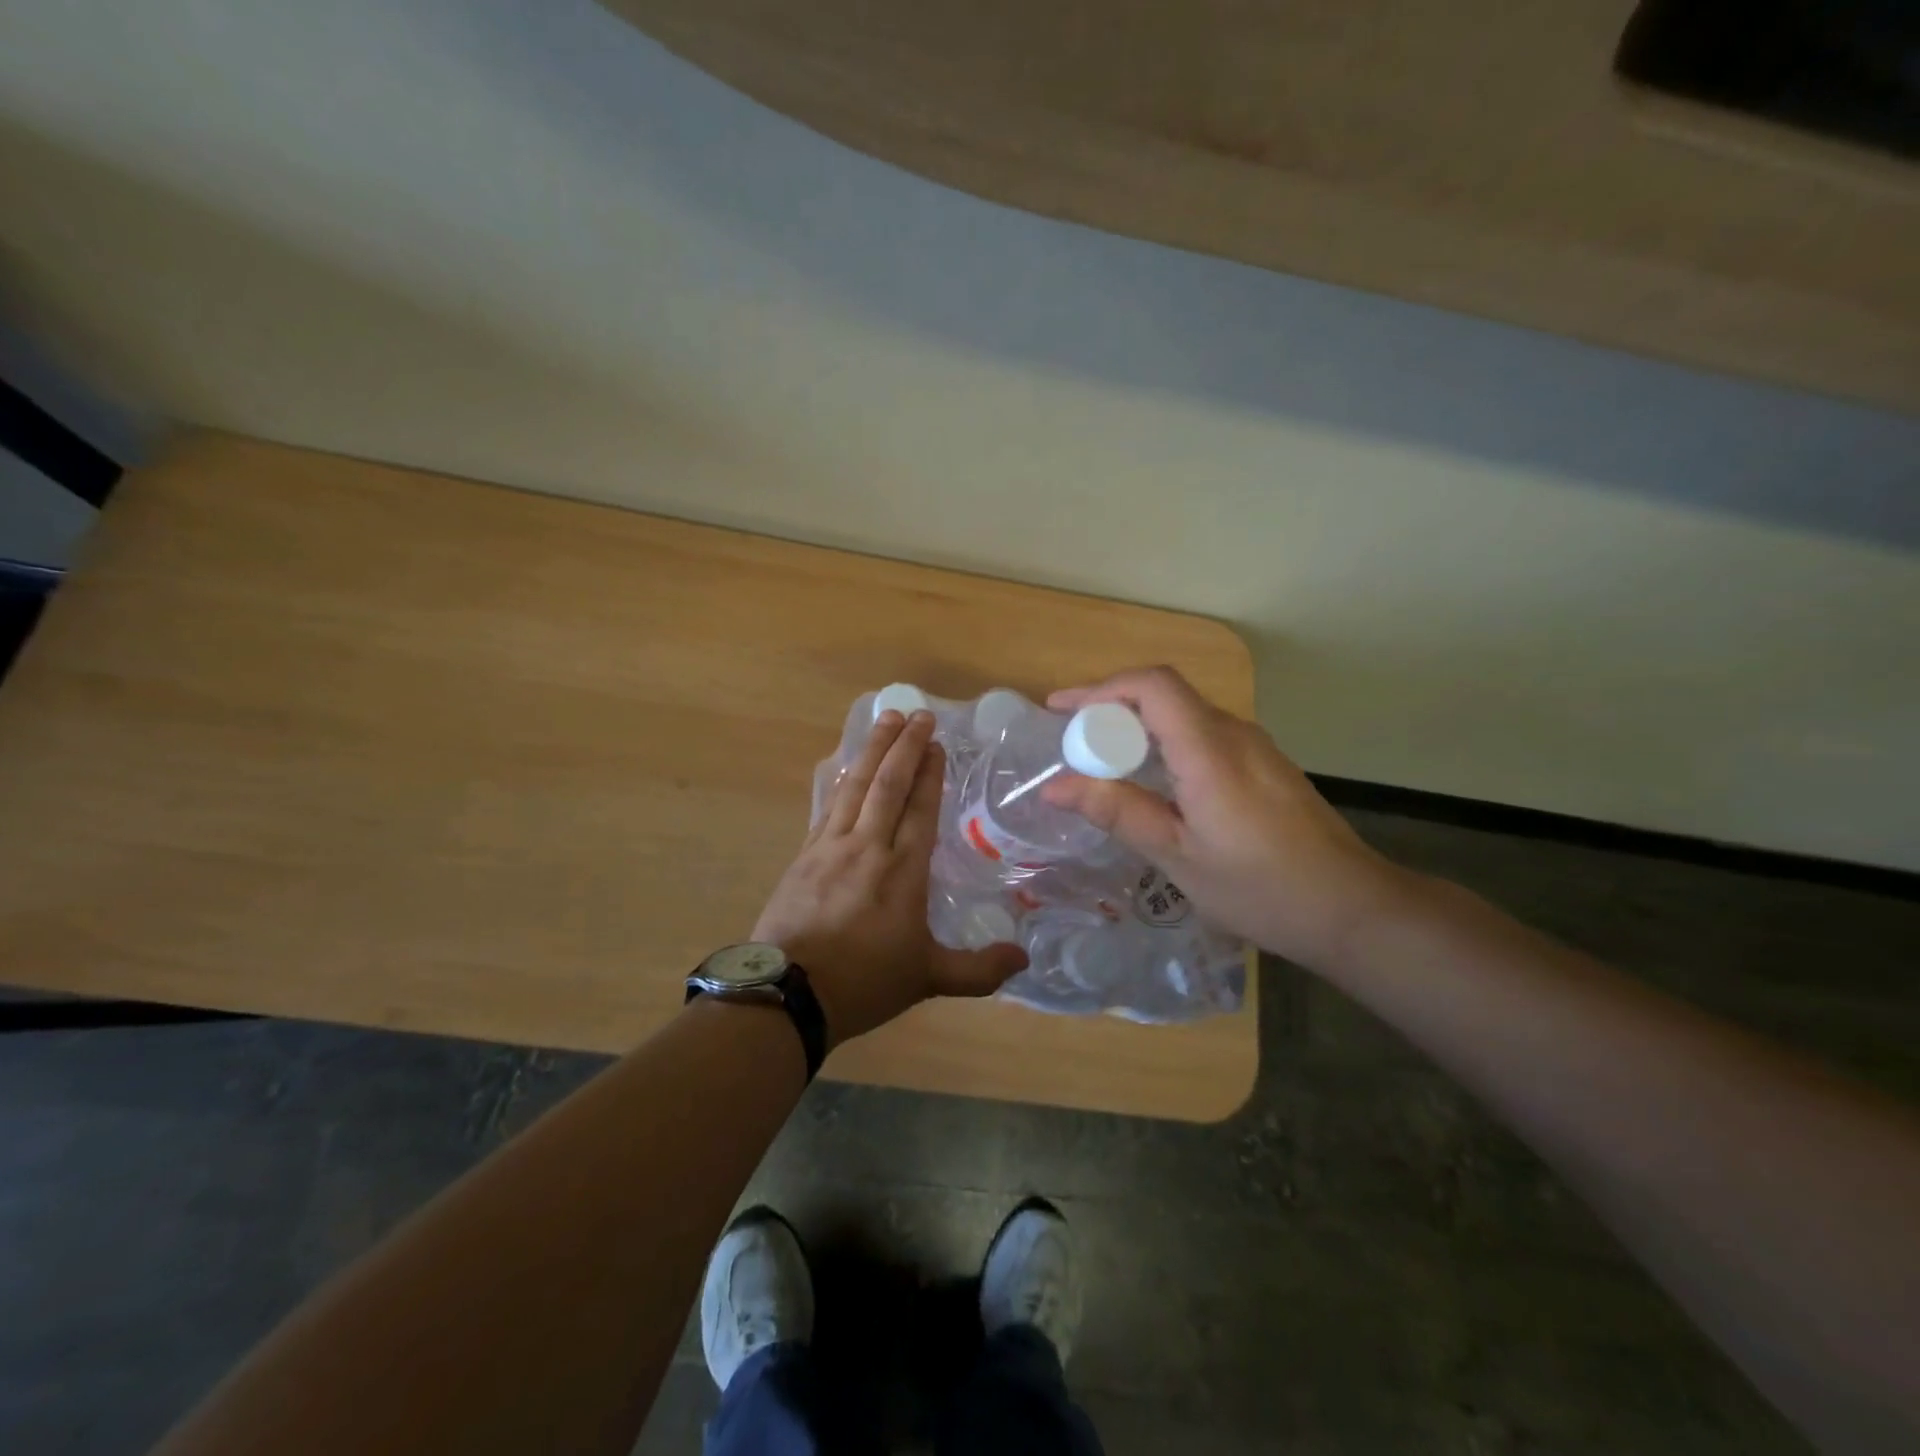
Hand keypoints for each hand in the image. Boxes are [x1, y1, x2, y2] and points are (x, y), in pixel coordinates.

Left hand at [753, 709, 1027, 1046]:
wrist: (789, 995)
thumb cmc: (864, 983)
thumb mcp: (928, 979)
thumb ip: (979, 970)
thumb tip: (1024, 960)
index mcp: (903, 872)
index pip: (920, 809)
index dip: (929, 773)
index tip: (936, 743)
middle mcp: (868, 848)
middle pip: (888, 785)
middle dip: (904, 746)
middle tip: (918, 714)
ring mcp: (831, 848)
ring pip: (855, 787)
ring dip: (873, 750)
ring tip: (886, 719)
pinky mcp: (804, 855)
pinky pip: (828, 805)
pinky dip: (841, 780)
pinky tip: (845, 765)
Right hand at [1043, 667, 1407, 968]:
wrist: (1352, 909)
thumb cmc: (1260, 888)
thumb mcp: (1178, 857)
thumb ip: (1118, 812)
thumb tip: (1054, 788)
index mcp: (1209, 751)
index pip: (1152, 685)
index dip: (1101, 688)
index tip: (1060, 711)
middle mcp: (1234, 734)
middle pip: (1164, 695)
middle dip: (1111, 709)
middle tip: (1074, 747)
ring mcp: (1255, 747)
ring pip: (1184, 715)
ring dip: (1138, 728)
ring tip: (1104, 764)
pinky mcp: (1265, 765)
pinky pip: (1203, 735)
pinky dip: (1165, 744)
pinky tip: (1154, 783)